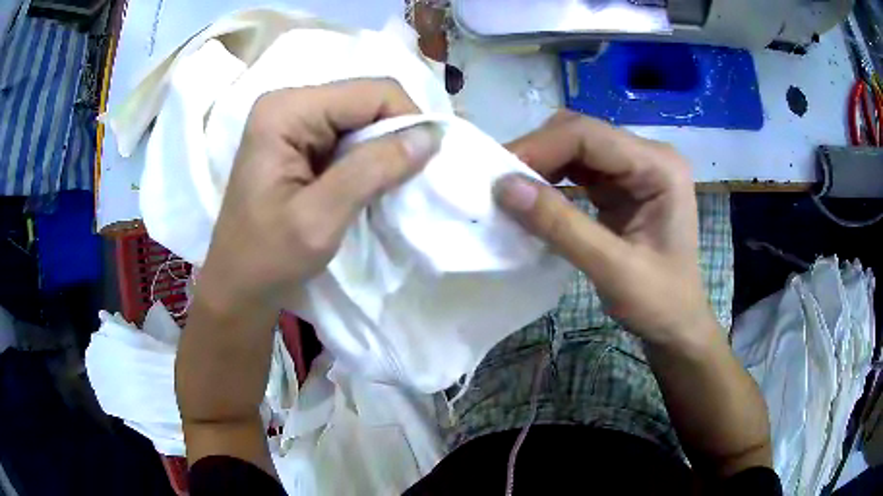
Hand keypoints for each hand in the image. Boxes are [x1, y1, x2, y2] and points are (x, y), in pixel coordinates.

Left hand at [198, 79, 438, 311]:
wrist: (238, 284)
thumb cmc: (268, 258)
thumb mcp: (320, 219)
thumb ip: (373, 170)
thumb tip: (430, 136)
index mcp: (286, 110)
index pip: (372, 92)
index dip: (407, 121)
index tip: (422, 166)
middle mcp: (289, 102)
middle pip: (368, 100)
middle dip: (394, 137)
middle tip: (402, 182)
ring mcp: (293, 119)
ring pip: (363, 118)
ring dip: (382, 150)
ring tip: (383, 188)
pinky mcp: (299, 139)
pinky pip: (350, 134)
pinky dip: (368, 158)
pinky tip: (364, 185)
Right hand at [495, 111, 715, 345]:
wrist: (676, 324)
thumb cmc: (659, 302)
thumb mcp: (613, 269)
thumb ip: (561, 226)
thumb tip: (503, 187)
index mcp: (659, 166)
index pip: (590, 135)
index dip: (540, 148)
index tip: (497, 175)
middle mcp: (648, 156)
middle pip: (581, 133)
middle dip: (538, 153)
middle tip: (499, 183)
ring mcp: (634, 168)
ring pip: (575, 146)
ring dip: (541, 164)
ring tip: (511, 190)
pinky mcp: (620, 185)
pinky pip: (577, 169)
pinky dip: (551, 179)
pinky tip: (534, 197)